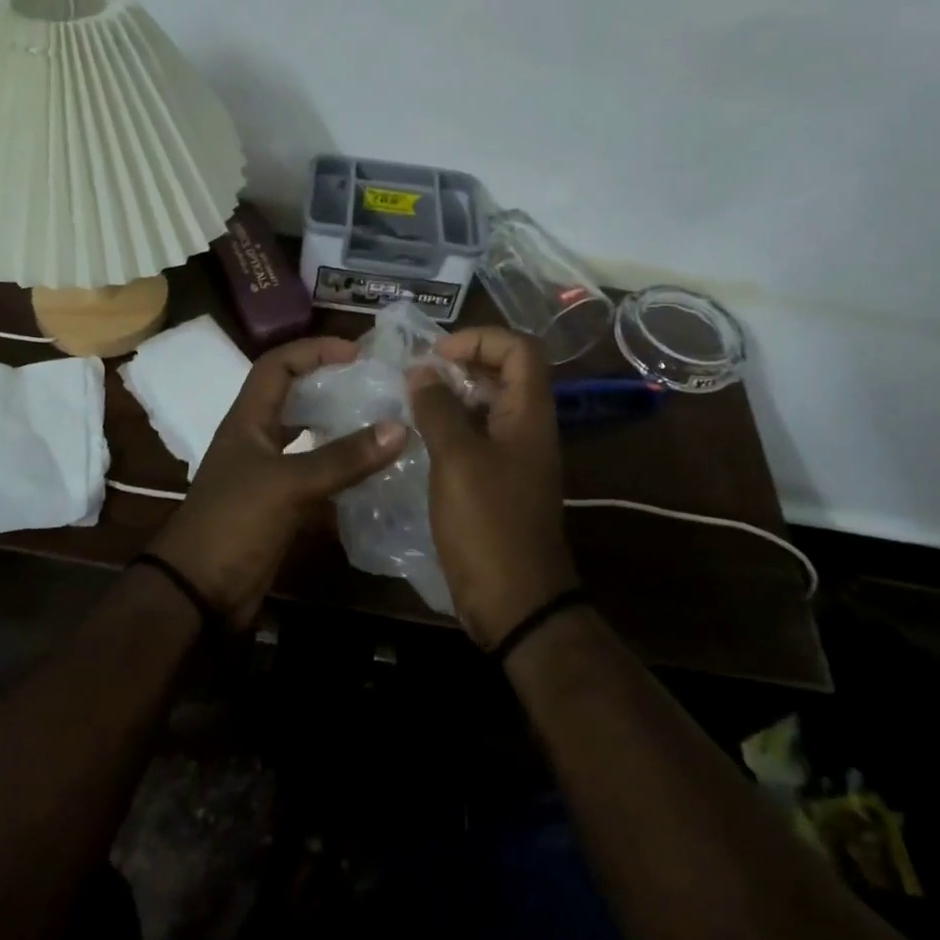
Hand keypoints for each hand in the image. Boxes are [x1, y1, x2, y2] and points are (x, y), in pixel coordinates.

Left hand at [149, 336, 405, 629]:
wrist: (198, 592)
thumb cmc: (234, 523)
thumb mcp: (289, 484)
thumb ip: (343, 458)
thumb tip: (399, 426)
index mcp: (248, 420)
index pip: (277, 365)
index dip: (313, 350)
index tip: (356, 352)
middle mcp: (255, 440)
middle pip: (293, 397)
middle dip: (329, 385)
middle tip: (373, 385)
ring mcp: (265, 474)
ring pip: (305, 438)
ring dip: (336, 429)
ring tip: (378, 423)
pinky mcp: (276, 506)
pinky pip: (313, 477)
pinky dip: (338, 472)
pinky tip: (370, 475)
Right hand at [409, 327, 576, 647]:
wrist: (515, 601)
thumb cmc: (488, 523)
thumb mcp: (457, 459)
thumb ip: (438, 409)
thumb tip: (421, 371)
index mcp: (529, 414)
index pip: (519, 348)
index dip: (480, 338)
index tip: (436, 356)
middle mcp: (527, 428)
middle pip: (504, 372)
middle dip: (461, 363)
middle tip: (418, 376)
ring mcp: (514, 456)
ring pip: (487, 405)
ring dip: (452, 395)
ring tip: (410, 402)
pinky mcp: (498, 481)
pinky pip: (476, 436)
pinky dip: (450, 427)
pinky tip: (418, 438)